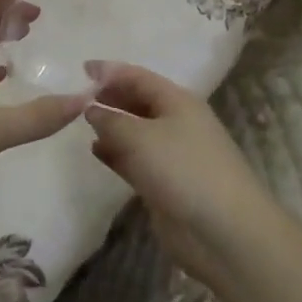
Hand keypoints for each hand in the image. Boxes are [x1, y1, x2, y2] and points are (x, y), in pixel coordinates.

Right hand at [83, 61, 277, 286]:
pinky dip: (116, 153)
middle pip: (138, 101)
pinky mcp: (165, 183)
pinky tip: (95, 151)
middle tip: (77, 97)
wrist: (223, 232)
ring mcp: (172, 154)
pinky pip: (135, 159)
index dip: (110, 71)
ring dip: (111, 125)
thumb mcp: (139, 136)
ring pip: (135, 131)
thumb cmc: (182, 169)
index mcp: (177, 101)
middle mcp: (176, 122)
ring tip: (81, 123)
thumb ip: (110, 118)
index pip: (138, 76)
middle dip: (110, 96)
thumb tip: (91, 108)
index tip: (82, 68)